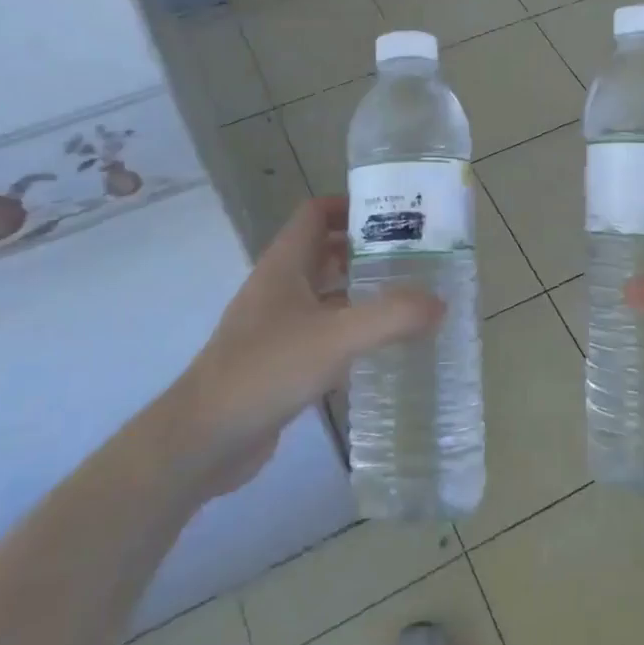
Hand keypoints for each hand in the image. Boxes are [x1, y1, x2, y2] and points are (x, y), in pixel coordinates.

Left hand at [178, 198, 441, 495]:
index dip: (351, 206)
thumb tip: (439, 302)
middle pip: (325, 251)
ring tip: (408, 299)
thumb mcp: (336, 338)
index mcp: (285, 265)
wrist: (204, 438)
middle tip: (414, 259)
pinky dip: (350, 331)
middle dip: (366, 250)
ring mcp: (276, 325)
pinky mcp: (279, 361)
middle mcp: (279, 287)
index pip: (316, 213)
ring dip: (361, 292)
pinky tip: (380, 348)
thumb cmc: (266, 370)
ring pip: (325, 294)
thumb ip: (391, 317)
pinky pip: (322, 332)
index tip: (395, 216)